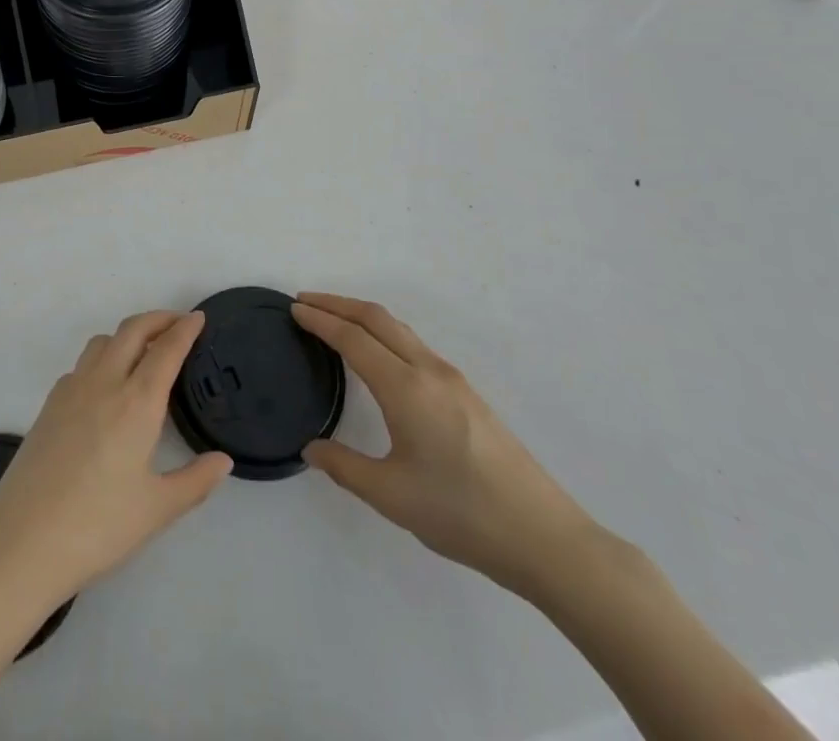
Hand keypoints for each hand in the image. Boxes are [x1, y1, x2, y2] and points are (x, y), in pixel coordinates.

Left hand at [0, 310, 233, 612]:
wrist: (22, 541)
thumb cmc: (97, 526)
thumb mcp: (156, 510)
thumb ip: (195, 482)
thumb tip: (223, 461)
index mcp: (136, 402)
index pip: (165, 351)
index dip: (184, 330)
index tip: (198, 317)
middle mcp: (104, 383)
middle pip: (132, 331)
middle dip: (158, 319)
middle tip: (178, 323)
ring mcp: (71, 390)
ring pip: (103, 341)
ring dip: (127, 335)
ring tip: (144, 352)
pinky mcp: (49, 404)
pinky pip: (81, 364)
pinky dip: (102, 358)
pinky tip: (106, 387)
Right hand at [291, 292, 598, 595]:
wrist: (544, 538)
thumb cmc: (461, 514)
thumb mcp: (391, 496)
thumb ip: (344, 467)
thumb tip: (311, 448)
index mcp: (406, 388)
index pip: (353, 338)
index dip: (321, 320)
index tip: (294, 309)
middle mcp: (429, 371)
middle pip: (378, 319)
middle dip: (339, 304)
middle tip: (306, 301)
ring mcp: (453, 380)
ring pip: (399, 330)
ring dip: (363, 317)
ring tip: (335, 322)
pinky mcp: (467, 395)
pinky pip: (415, 346)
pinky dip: (385, 334)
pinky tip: (379, 357)